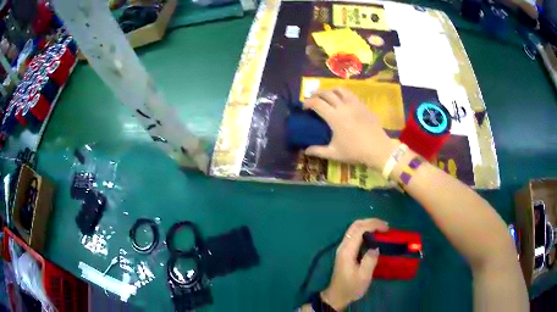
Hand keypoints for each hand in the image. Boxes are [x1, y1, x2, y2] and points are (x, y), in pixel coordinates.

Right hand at [303, 88, 396, 169]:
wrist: (378, 149)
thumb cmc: (355, 151)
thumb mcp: (334, 153)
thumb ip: (318, 151)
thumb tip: (305, 150)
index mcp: (334, 117)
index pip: (317, 103)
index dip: (307, 103)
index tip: (304, 108)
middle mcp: (343, 106)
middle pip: (327, 93)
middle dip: (316, 94)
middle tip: (313, 100)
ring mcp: (355, 104)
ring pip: (340, 89)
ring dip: (330, 90)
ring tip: (328, 96)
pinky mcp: (364, 105)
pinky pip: (351, 94)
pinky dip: (343, 94)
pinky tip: (343, 101)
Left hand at [321, 219, 388, 309]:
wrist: (337, 296)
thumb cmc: (351, 287)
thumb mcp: (364, 276)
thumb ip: (370, 260)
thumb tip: (376, 247)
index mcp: (347, 251)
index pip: (359, 230)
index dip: (374, 225)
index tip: (387, 228)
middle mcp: (343, 246)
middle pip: (355, 226)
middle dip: (371, 222)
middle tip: (386, 226)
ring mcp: (343, 248)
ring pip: (354, 229)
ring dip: (368, 225)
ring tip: (382, 230)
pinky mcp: (345, 252)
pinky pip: (354, 235)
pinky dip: (365, 231)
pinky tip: (374, 237)